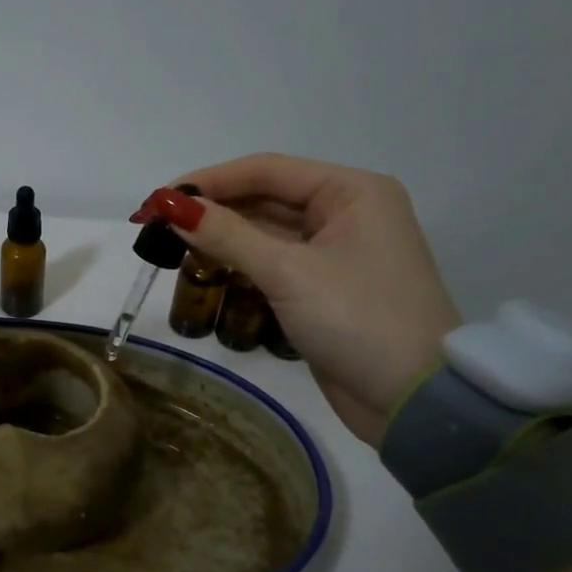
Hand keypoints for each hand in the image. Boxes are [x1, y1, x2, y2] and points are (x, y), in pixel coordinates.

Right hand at [132, 154, 459, 445]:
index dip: (208, 180)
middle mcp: (347, 212)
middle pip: (265, 197)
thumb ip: (227, 235)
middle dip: (212, 209)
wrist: (414, 401)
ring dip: (222, 236)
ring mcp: (336, 251)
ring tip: (171, 244)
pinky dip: (240, 261)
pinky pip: (273, 261)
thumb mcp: (288, 273)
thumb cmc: (357, 320)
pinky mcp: (324, 286)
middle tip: (156, 224)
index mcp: (352, 192)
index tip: (158, 199)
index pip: (266, 170)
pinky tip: (206, 266)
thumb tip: (170, 206)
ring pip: (266, 230)